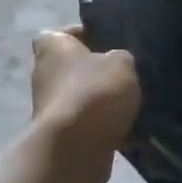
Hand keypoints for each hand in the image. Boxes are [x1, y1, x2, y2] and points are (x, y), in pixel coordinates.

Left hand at [29, 28, 140, 182]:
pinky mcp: (62, 135)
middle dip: (101, 72)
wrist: (75, 149)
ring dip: (105, 102)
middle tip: (131, 74)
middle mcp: (45, 74)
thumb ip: (121, 57)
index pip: (66, 32)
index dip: (89, 35)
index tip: (113, 43)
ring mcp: (51, 107)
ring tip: (137, 103)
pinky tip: (134, 131)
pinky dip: (107, 128)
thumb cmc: (94, 93)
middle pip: (77, 67)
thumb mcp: (122, 63)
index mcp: (52, 46)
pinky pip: (90, 125)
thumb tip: (119, 64)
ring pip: (85, 98)